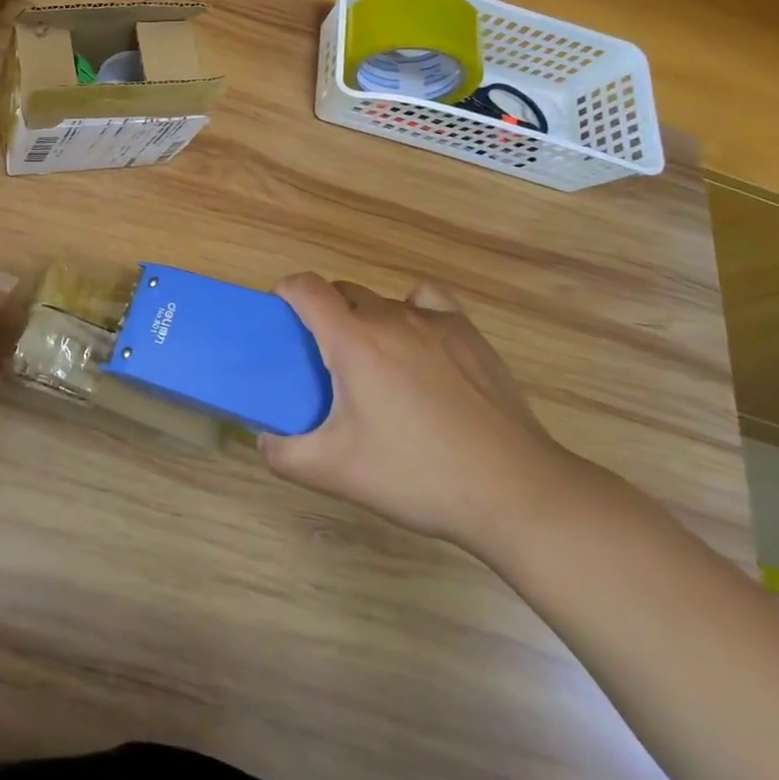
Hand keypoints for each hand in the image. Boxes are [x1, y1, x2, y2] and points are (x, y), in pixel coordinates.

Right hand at [260, 273, 581, 554]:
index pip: (305, 288)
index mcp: (353, 341)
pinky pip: (426, 302)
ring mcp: (435, 322)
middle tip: (324, 360)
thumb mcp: (337, 473)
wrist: (516, 492)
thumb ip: (284, 455)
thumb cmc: (418, 476)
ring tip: (375, 363)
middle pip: (342, 292)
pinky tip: (418, 345)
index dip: (285, 291)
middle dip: (323, 313)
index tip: (279, 317)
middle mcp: (390, 318)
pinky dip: (411, 311)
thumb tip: (262, 439)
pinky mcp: (469, 334)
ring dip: (365, 319)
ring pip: (382, 301)